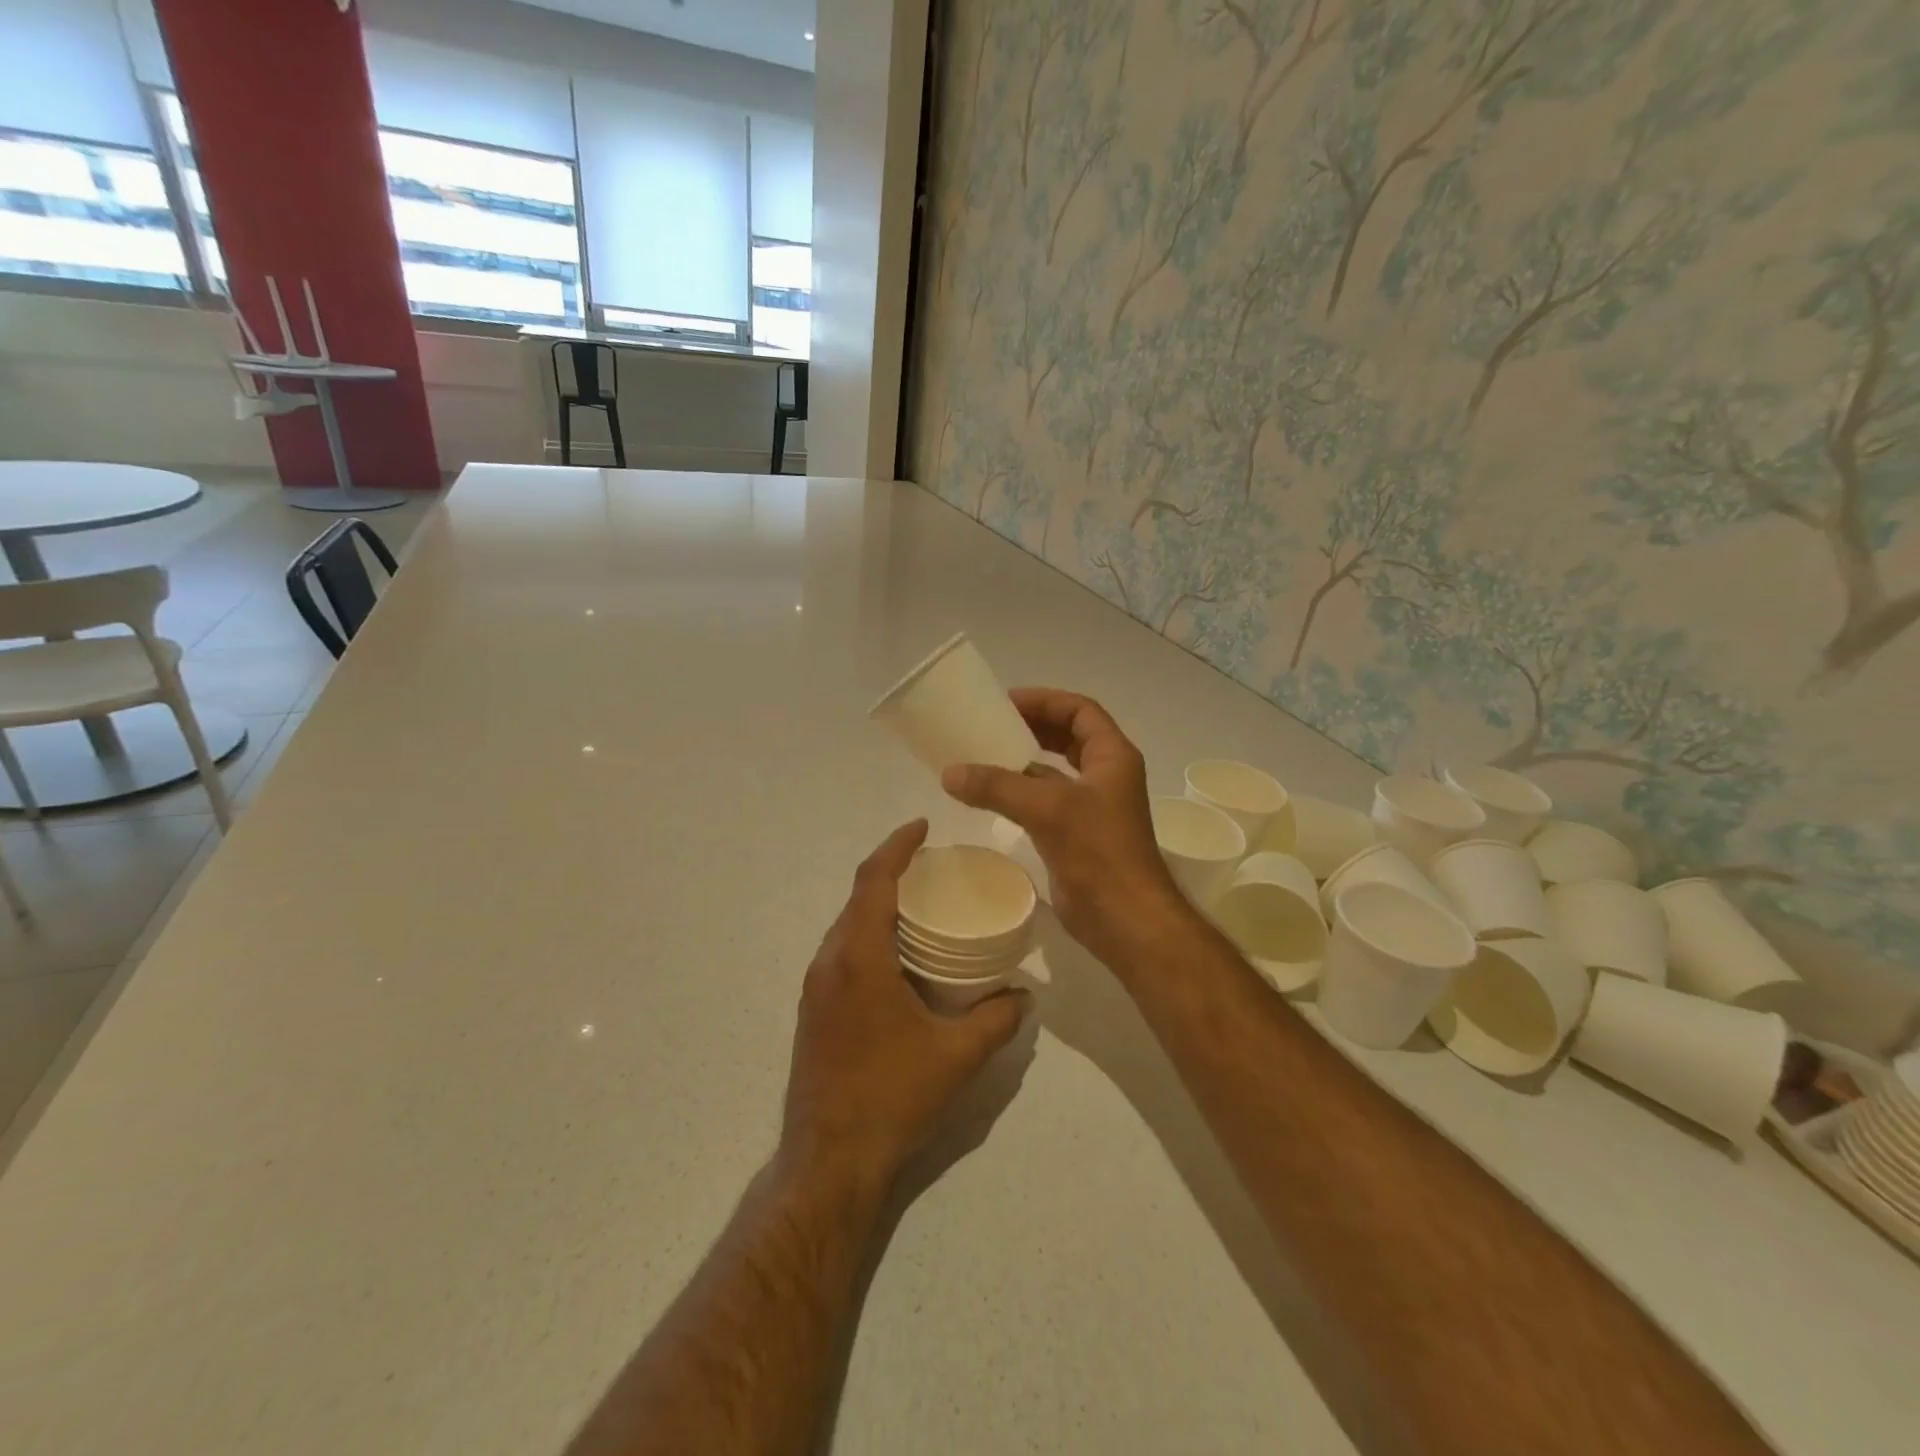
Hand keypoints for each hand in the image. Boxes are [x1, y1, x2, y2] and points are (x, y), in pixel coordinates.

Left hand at [781, 820, 1029, 1192]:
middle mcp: (829, 962)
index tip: (923, 825)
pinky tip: (899, 957)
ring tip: (921, 906)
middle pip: (857, 898)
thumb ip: (996, 1020)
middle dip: (891, 872)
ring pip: (847, 926)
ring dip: (878, 906)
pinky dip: (869, 935)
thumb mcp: (956, 1056)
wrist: (828, 1160)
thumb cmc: (892, 1097)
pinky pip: (842, 952)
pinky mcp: (813, 1010)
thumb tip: (1024, 996)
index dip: (897, 846)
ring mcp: (815, 988)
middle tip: (933, 868)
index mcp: (858, 958)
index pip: (872, 880)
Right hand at [941, 688, 1189, 966]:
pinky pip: (1046, 800)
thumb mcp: (1048, 809)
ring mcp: (1093, 807)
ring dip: (1025, 761)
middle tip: (993, 724)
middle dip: (1034, 726)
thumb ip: (997, 786)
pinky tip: (991, 795)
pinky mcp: (1077, 835)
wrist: (1126, 919)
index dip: (1045, 700)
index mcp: (1112, 757)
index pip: (1080, 711)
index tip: (1007, 702)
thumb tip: (950, 773)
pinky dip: (1022, 792)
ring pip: (1057, 770)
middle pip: (1069, 736)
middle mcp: (1106, 775)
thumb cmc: (1099, 853)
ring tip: (985, 754)